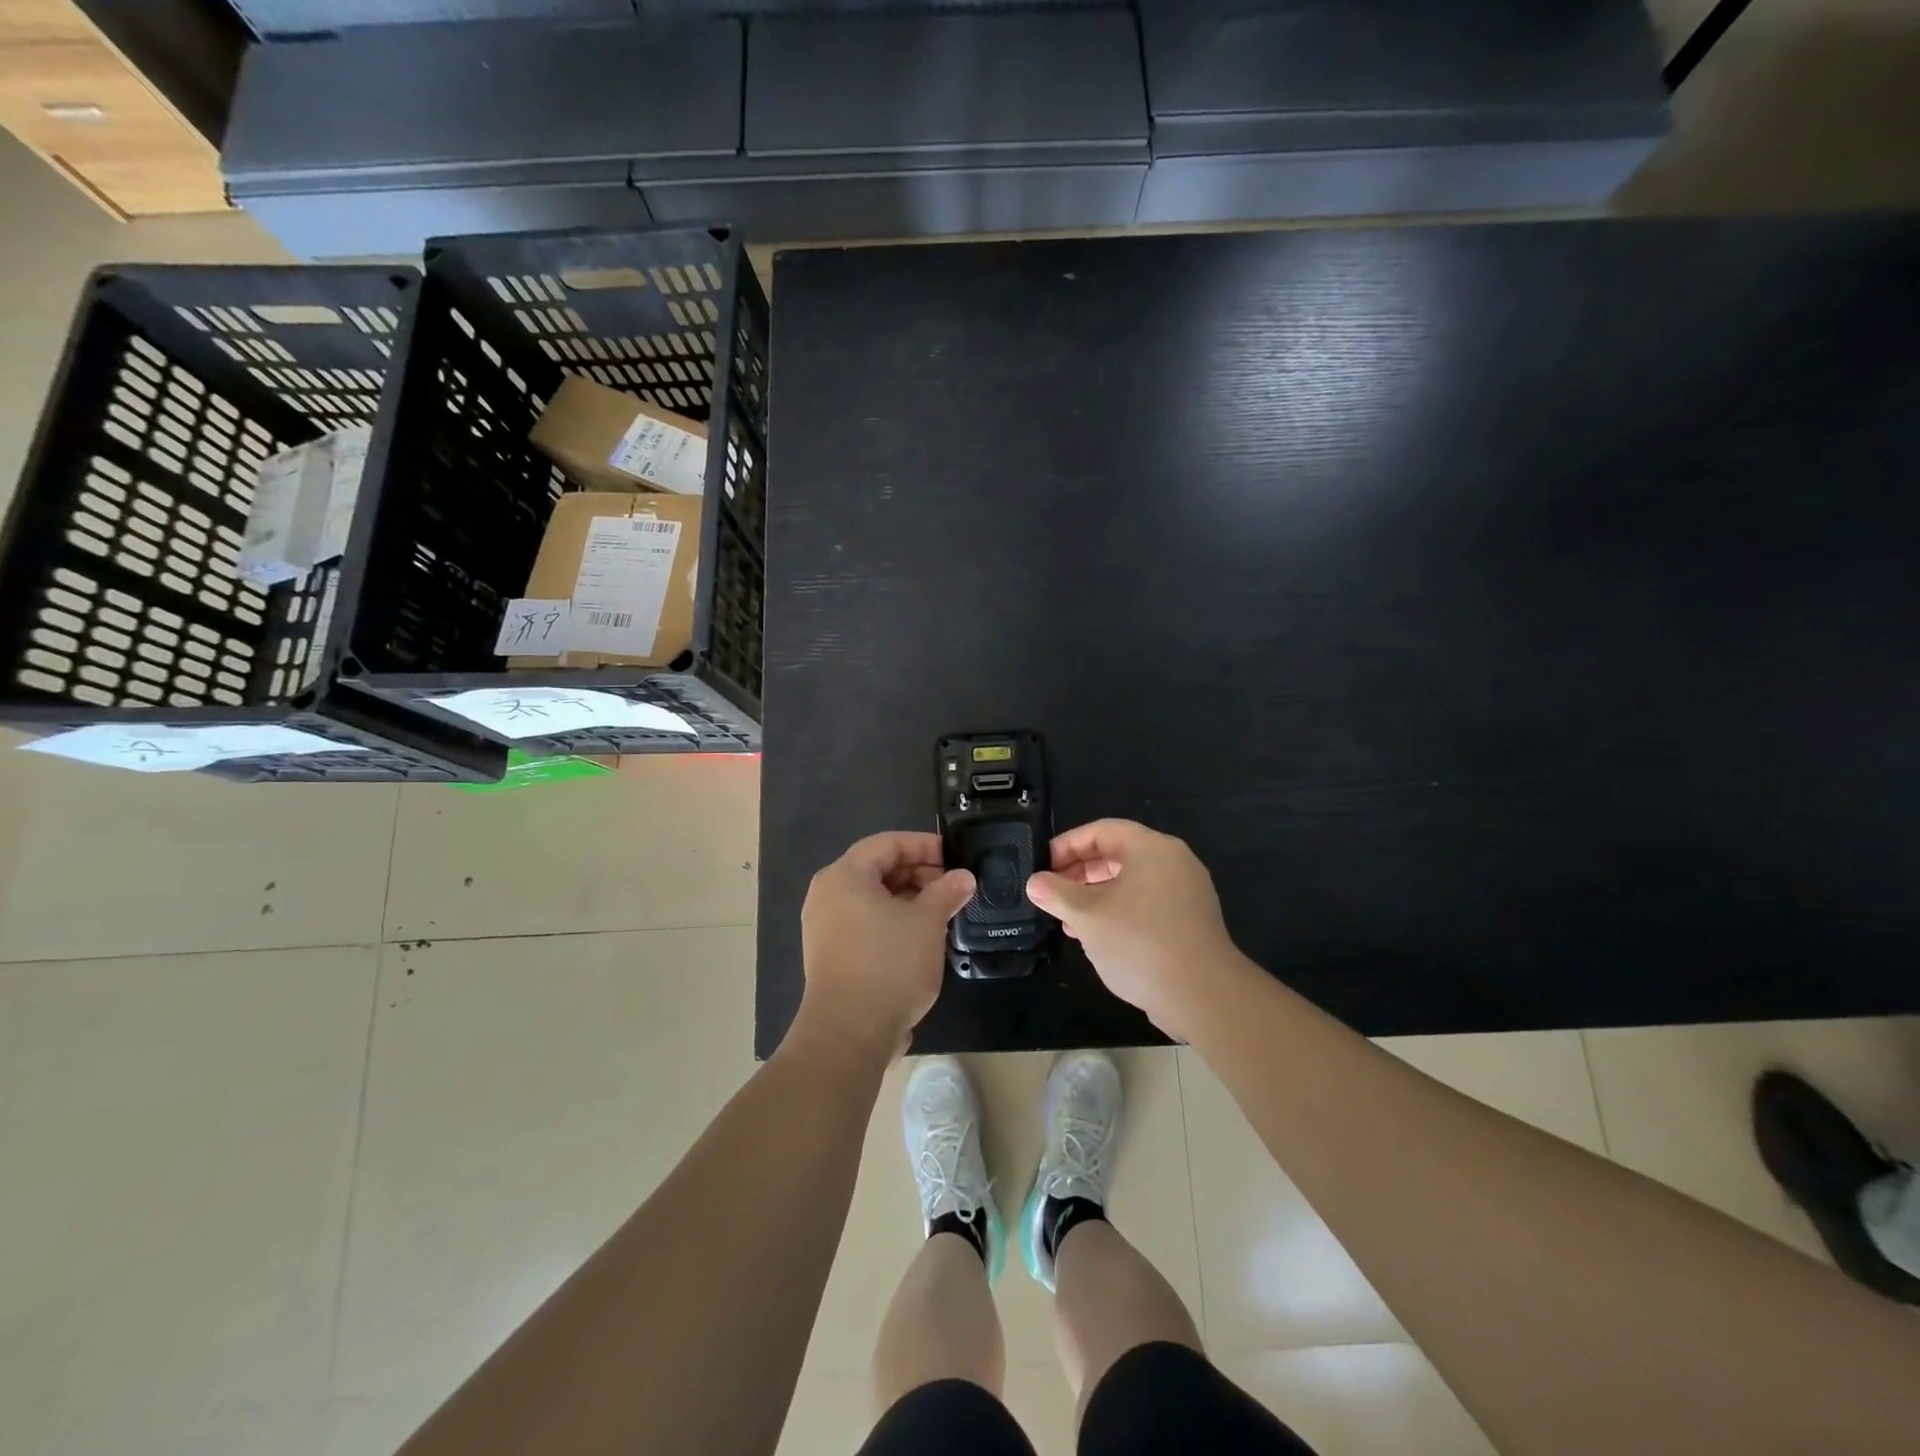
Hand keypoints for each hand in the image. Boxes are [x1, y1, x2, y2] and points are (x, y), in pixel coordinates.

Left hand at [797, 831, 974, 1060]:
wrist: (849, 1033)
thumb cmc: (889, 963)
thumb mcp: (927, 922)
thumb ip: (946, 892)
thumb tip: (964, 877)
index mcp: (845, 876)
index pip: (888, 843)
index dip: (924, 845)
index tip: (955, 857)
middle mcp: (828, 895)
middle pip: (878, 869)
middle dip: (919, 873)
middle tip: (954, 887)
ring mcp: (825, 927)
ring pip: (873, 899)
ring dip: (909, 900)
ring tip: (944, 912)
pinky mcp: (831, 955)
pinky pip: (866, 923)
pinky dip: (893, 922)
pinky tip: (922, 938)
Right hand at [1027, 819, 1250, 1040]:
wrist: (1202, 995)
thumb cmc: (1139, 942)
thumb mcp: (1087, 915)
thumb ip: (1057, 894)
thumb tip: (1035, 882)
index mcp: (1152, 848)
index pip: (1102, 830)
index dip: (1067, 844)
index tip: (1043, 866)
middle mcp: (1173, 862)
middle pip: (1118, 854)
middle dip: (1080, 872)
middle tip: (1052, 892)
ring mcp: (1185, 893)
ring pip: (1130, 882)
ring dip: (1095, 895)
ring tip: (1067, 918)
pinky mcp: (1189, 922)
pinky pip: (1145, 904)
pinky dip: (1118, 912)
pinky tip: (1096, 937)